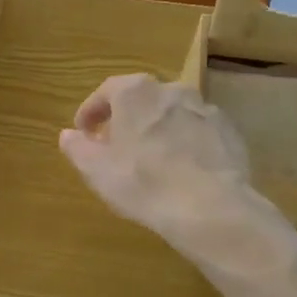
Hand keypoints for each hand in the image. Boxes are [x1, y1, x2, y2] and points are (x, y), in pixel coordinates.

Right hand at [59, 74, 296, 276]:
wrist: (209, 206)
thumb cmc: (142, 182)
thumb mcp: (96, 169)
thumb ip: (78, 148)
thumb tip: (68, 135)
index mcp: (136, 92)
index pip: (106, 91)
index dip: (91, 111)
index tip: (83, 132)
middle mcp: (172, 90)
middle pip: (141, 100)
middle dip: (126, 119)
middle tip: (115, 145)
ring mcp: (205, 110)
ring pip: (172, 115)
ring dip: (158, 130)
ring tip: (150, 160)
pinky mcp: (229, 133)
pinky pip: (198, 133)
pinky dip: (185, 145)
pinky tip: (181, 171)